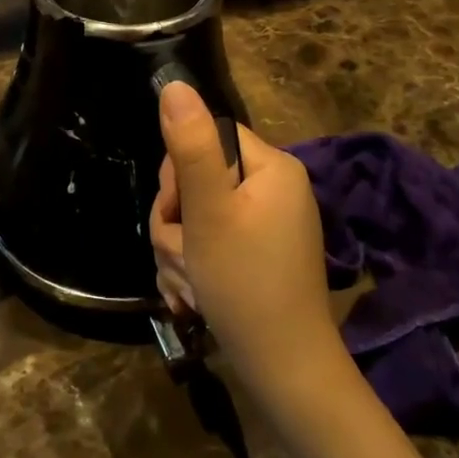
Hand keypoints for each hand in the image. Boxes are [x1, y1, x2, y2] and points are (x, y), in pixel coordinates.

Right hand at [150, 83, 344, 402]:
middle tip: (183, 256)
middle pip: (197, 179)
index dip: (179, 171)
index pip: (207, 137)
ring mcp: (265, 224)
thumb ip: (190, 147)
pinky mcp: (255, 255)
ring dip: (178, 250)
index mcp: (272, 167)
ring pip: (195, 216)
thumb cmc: (245, 285)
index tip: (177, 210)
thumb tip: (175, 85)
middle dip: (176, 221)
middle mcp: (273, 188)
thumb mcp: (209, 213)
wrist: (283, 372)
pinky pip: (209, 243)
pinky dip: (193, 267)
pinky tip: (194, 297)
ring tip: (191, 285)